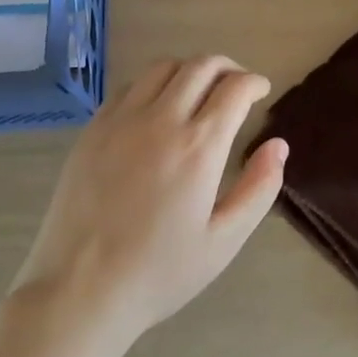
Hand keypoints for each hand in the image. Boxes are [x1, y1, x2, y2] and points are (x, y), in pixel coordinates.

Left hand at [15, 56, 287, 342]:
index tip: (261, 92)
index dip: (254, 82)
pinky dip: (154, 84)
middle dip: (228, 67)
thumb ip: (259, 188)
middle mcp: (161, 120)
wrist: (78, 291)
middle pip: (201, 65)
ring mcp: (121, 121)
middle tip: (236, 86)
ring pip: (163, 66)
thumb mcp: (224, 241)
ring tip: (199, 92)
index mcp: (199, 147)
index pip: (235, 87)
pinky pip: (129, 86)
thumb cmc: (159, 272)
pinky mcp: (93, 129)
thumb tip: (279, 145)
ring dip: (190, 70)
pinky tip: (157, 108)